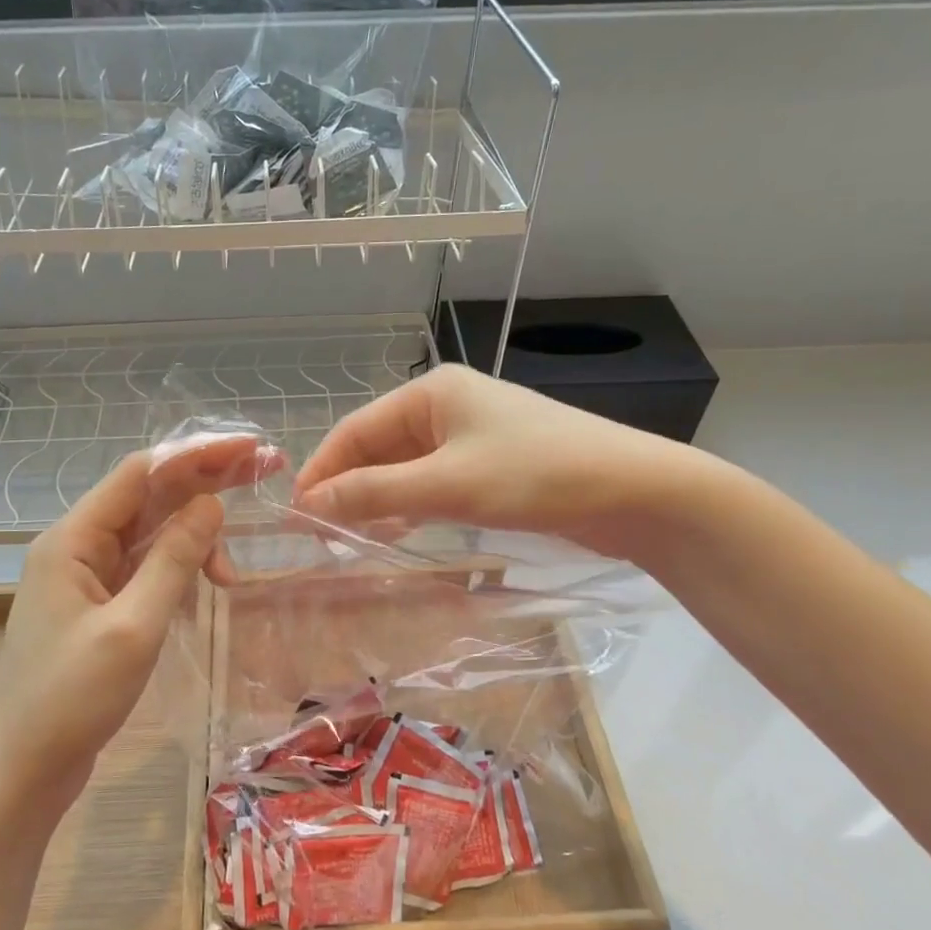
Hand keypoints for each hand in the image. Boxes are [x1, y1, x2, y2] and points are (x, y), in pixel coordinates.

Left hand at [0, 439, 269, 817]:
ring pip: (150, 535)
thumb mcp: (133, 626)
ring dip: (194, 539)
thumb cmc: (72, 698)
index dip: (197, 454)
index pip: (141, 473)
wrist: (22, 772)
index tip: (249, 449)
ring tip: (231, 572)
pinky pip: (145, 569)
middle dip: (205, 483)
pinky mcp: (98, 606)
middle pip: (148, 497)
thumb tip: (212, 503)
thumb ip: (173, 559)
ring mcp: (86, 577)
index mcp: (72, 539)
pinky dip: (178, 570)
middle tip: (264, 471)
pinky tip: (205, 586)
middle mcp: (77, 546)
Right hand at [292, 364, 713, 564]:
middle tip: (319, 534)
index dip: (322, 470)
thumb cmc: (535, 475)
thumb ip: (373, 493)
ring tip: (348, 537)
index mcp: (431, 392)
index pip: (356, 429)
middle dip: (348, 486)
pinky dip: (411, 503)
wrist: (635, 491)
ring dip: (377, 498)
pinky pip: (435, 480)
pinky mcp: (494, 463)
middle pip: (379, 446)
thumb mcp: (446, 485)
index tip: (295, 514)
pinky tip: (397, 530)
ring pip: (406, 466)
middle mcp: (447, 404)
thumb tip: (308, 505)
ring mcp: (473, 434)